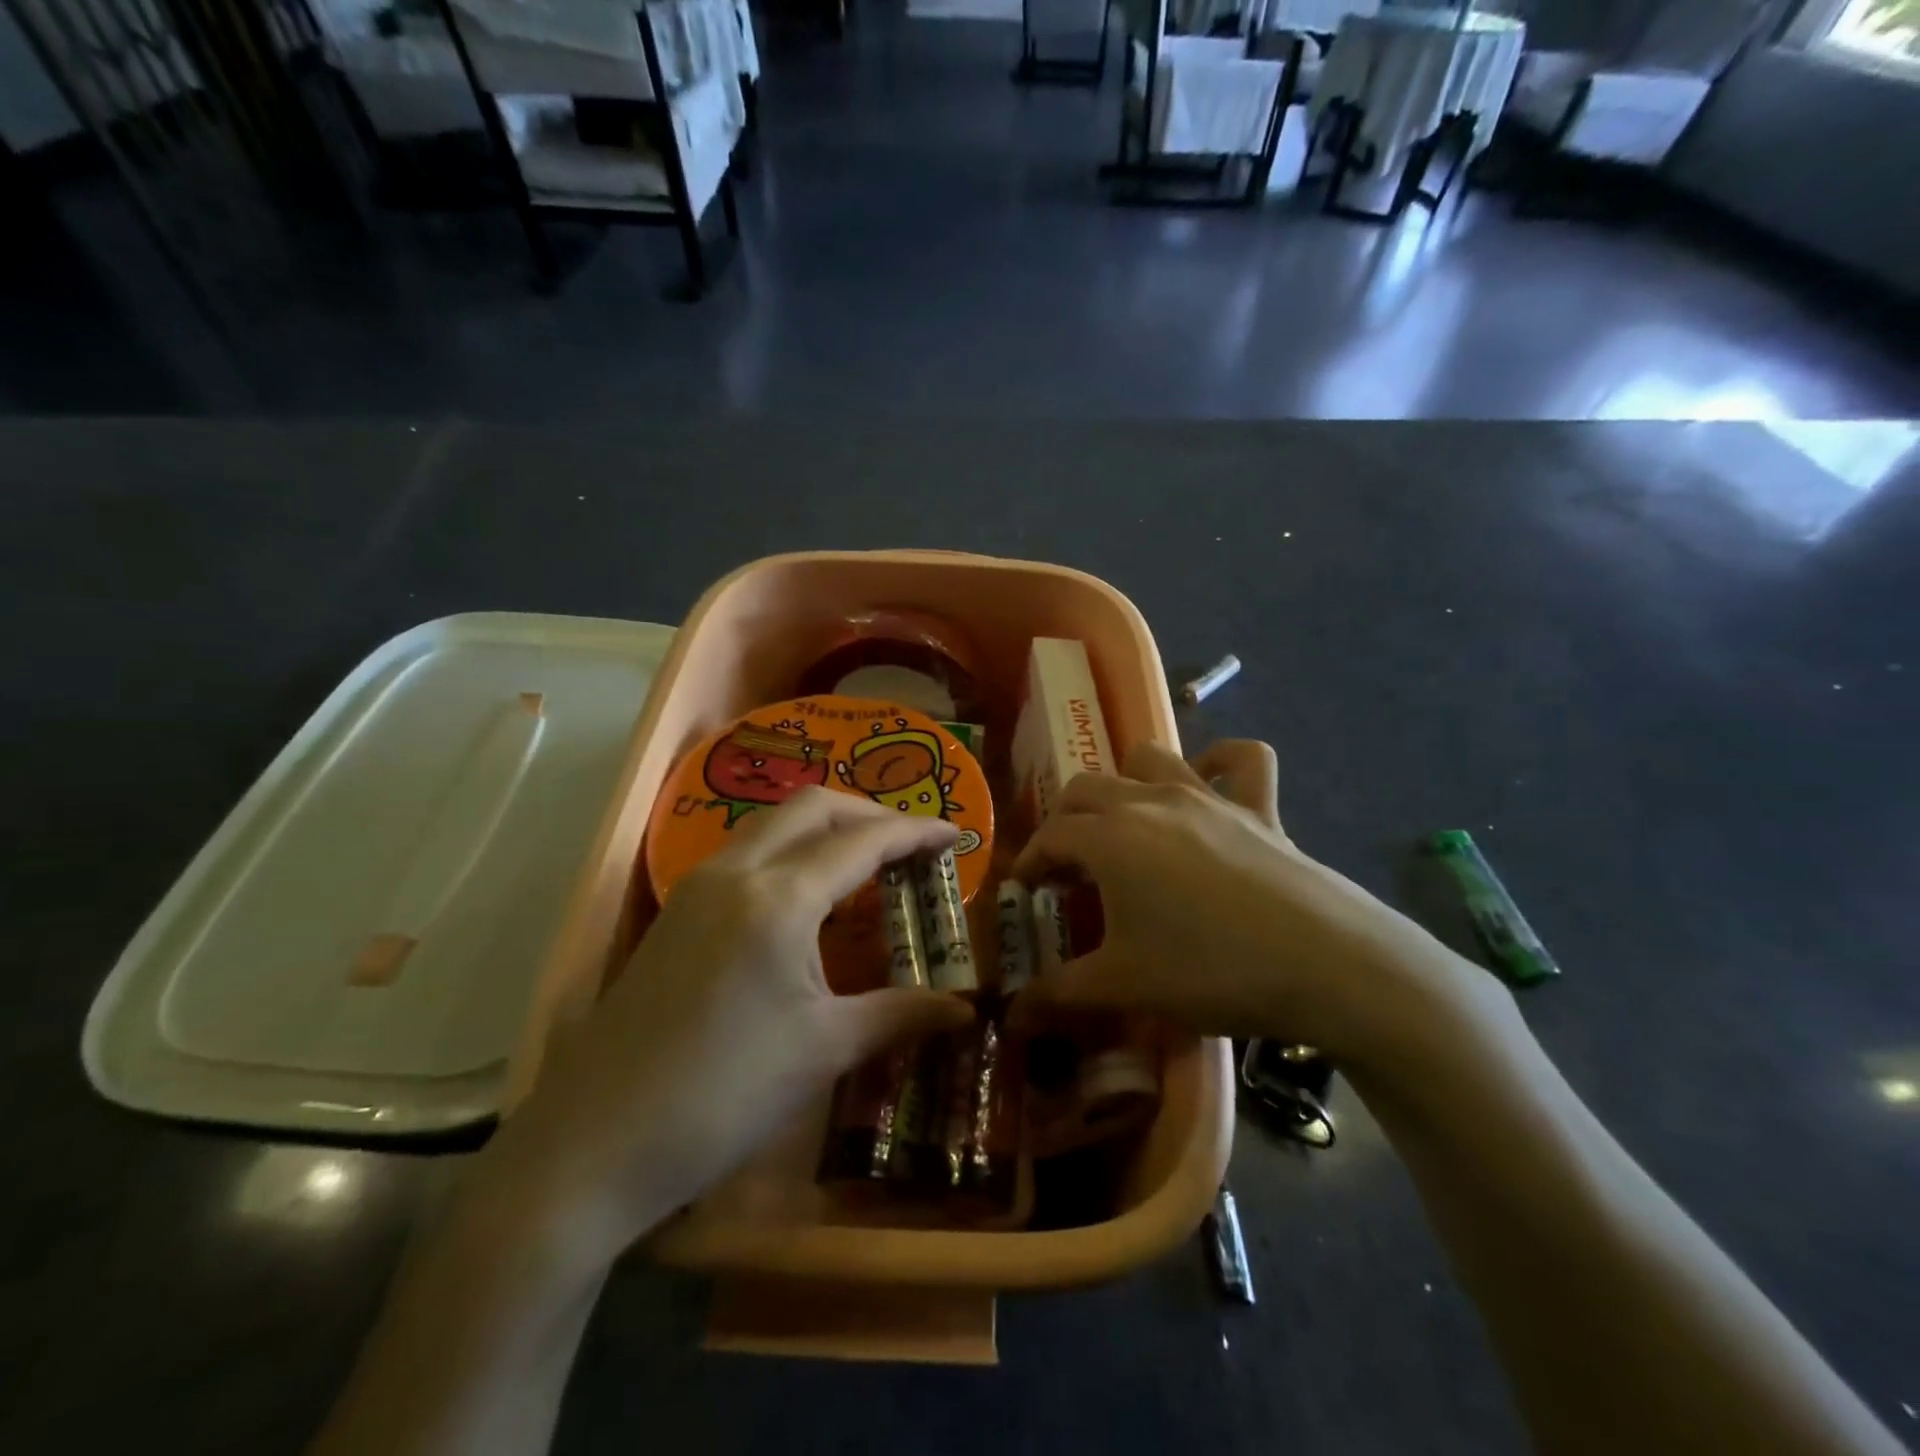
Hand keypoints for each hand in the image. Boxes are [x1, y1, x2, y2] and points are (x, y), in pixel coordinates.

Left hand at [477, 788, 974, 1274]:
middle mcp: (736, 872)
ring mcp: (698, 886)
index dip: (915, 832)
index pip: (863, 841)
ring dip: (827, 827)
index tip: (956, 835)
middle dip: (869, 813)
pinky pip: (748, 852)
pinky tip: (810, 895)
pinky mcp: (677, 910)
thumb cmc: (722, 1097)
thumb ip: (900, 1015)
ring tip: (868, 862)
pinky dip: (792, 850)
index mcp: (779, 899)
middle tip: (912, 845)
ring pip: (775, 823)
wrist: (592, 1146)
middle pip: (814, 807)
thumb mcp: (823, 1052)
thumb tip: (967, 1012)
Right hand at [1012, 741, 1486, 1066]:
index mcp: (1109, 837)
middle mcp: (1149, 800)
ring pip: (1148, 759)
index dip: (1029, 862)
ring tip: (1124, 824)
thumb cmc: (1209, 971)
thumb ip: (1058, 996)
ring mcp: (1207, 796)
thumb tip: (1010, 1016)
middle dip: (1064, 821)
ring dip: (1123, 782)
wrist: (1327, 965)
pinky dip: (1219, 762)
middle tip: (1067, 867)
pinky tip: (1208, 784)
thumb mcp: (1124, 987)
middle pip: (1085, 789)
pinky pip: (1240, 760)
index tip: (1025, 891)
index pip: (1050, 837)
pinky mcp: (1258, 807)